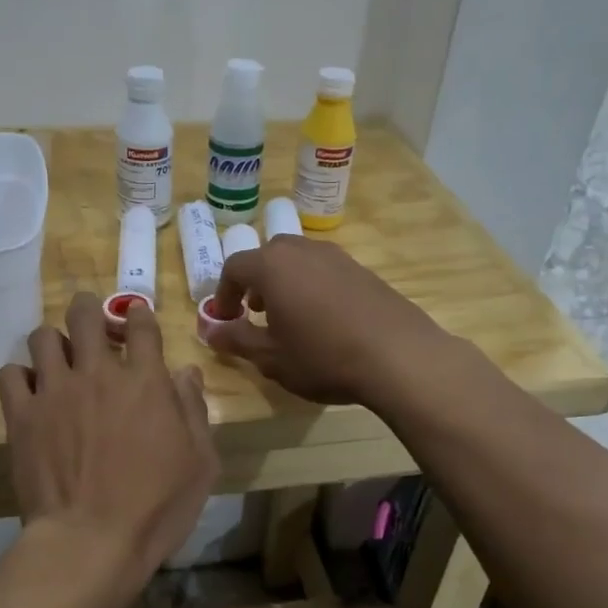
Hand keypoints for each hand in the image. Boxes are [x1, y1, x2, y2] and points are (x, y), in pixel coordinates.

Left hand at [0, 293, 217, 580]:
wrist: (91, 541)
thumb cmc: (157, 507)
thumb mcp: (200, 463)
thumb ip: (194, 410)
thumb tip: (185, 372)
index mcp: (146, 381)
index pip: (141, 324)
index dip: (138, 316)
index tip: (136, 321)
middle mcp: (98, 374)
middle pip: (85, 315)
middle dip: (89, 309)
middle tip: (91, 322)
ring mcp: (55, 391)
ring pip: (43, 336)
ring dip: (54, 342)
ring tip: (58, 360)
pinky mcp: (22, 415)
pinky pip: (9, 374)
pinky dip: (19, 376)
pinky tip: (30, 392)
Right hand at [204, 236, 445, 405]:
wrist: (398, 356)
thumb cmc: (323, 357)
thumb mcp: (271, 357)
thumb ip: (236, 339)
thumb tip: (210, 330)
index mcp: (272, 266)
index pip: (234, 266)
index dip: (224, 293)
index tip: (227, 320)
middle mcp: (302, 250)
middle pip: (267, 256)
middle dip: (255, 282)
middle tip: (256, 312)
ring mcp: (337, 256)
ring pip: (298, 259)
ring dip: (285, 282)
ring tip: (290, 317)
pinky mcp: (363, 269)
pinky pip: (325, 270)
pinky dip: (312, 286)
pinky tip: (324, 319)